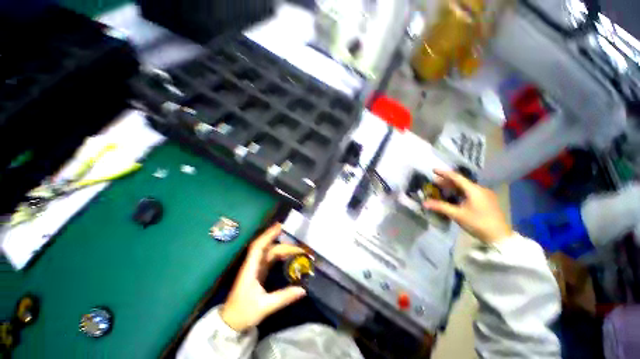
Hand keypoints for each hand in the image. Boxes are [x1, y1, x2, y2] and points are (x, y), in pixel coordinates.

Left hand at [220, 223, 306, 331]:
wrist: (230, 323)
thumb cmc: (243, 313)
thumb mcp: (264, 307)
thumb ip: (284, 297)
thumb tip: (303, 290)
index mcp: (250, 269)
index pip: (258, 246)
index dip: (268, 235)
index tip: (280, 226)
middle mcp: (253, 264)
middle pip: (268, 248)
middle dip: (283, 245)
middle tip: (299, 247)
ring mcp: (255, 268)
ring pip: (269, 252)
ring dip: (282, 248)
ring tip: (296, 249)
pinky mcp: (258, 272)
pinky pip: (270, 259)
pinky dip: (279, 255)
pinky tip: (287, 256)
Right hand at [423, 169, 512, 243]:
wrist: (499, 236)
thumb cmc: (478, 223)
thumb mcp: (457, 215)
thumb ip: (440, 207)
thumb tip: (424, 203)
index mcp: (474, 190)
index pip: (456, 177)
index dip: (444, 173)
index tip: (433, 170)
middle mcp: (480, 189)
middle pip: (461, 182)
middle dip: (447, 181)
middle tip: (434, 181)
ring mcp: (485, 195)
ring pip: (466, 187)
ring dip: (453, 187)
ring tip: (442, 188)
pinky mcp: (487, 201)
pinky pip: (471, 193)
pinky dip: (460, 192)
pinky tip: (454, 196)